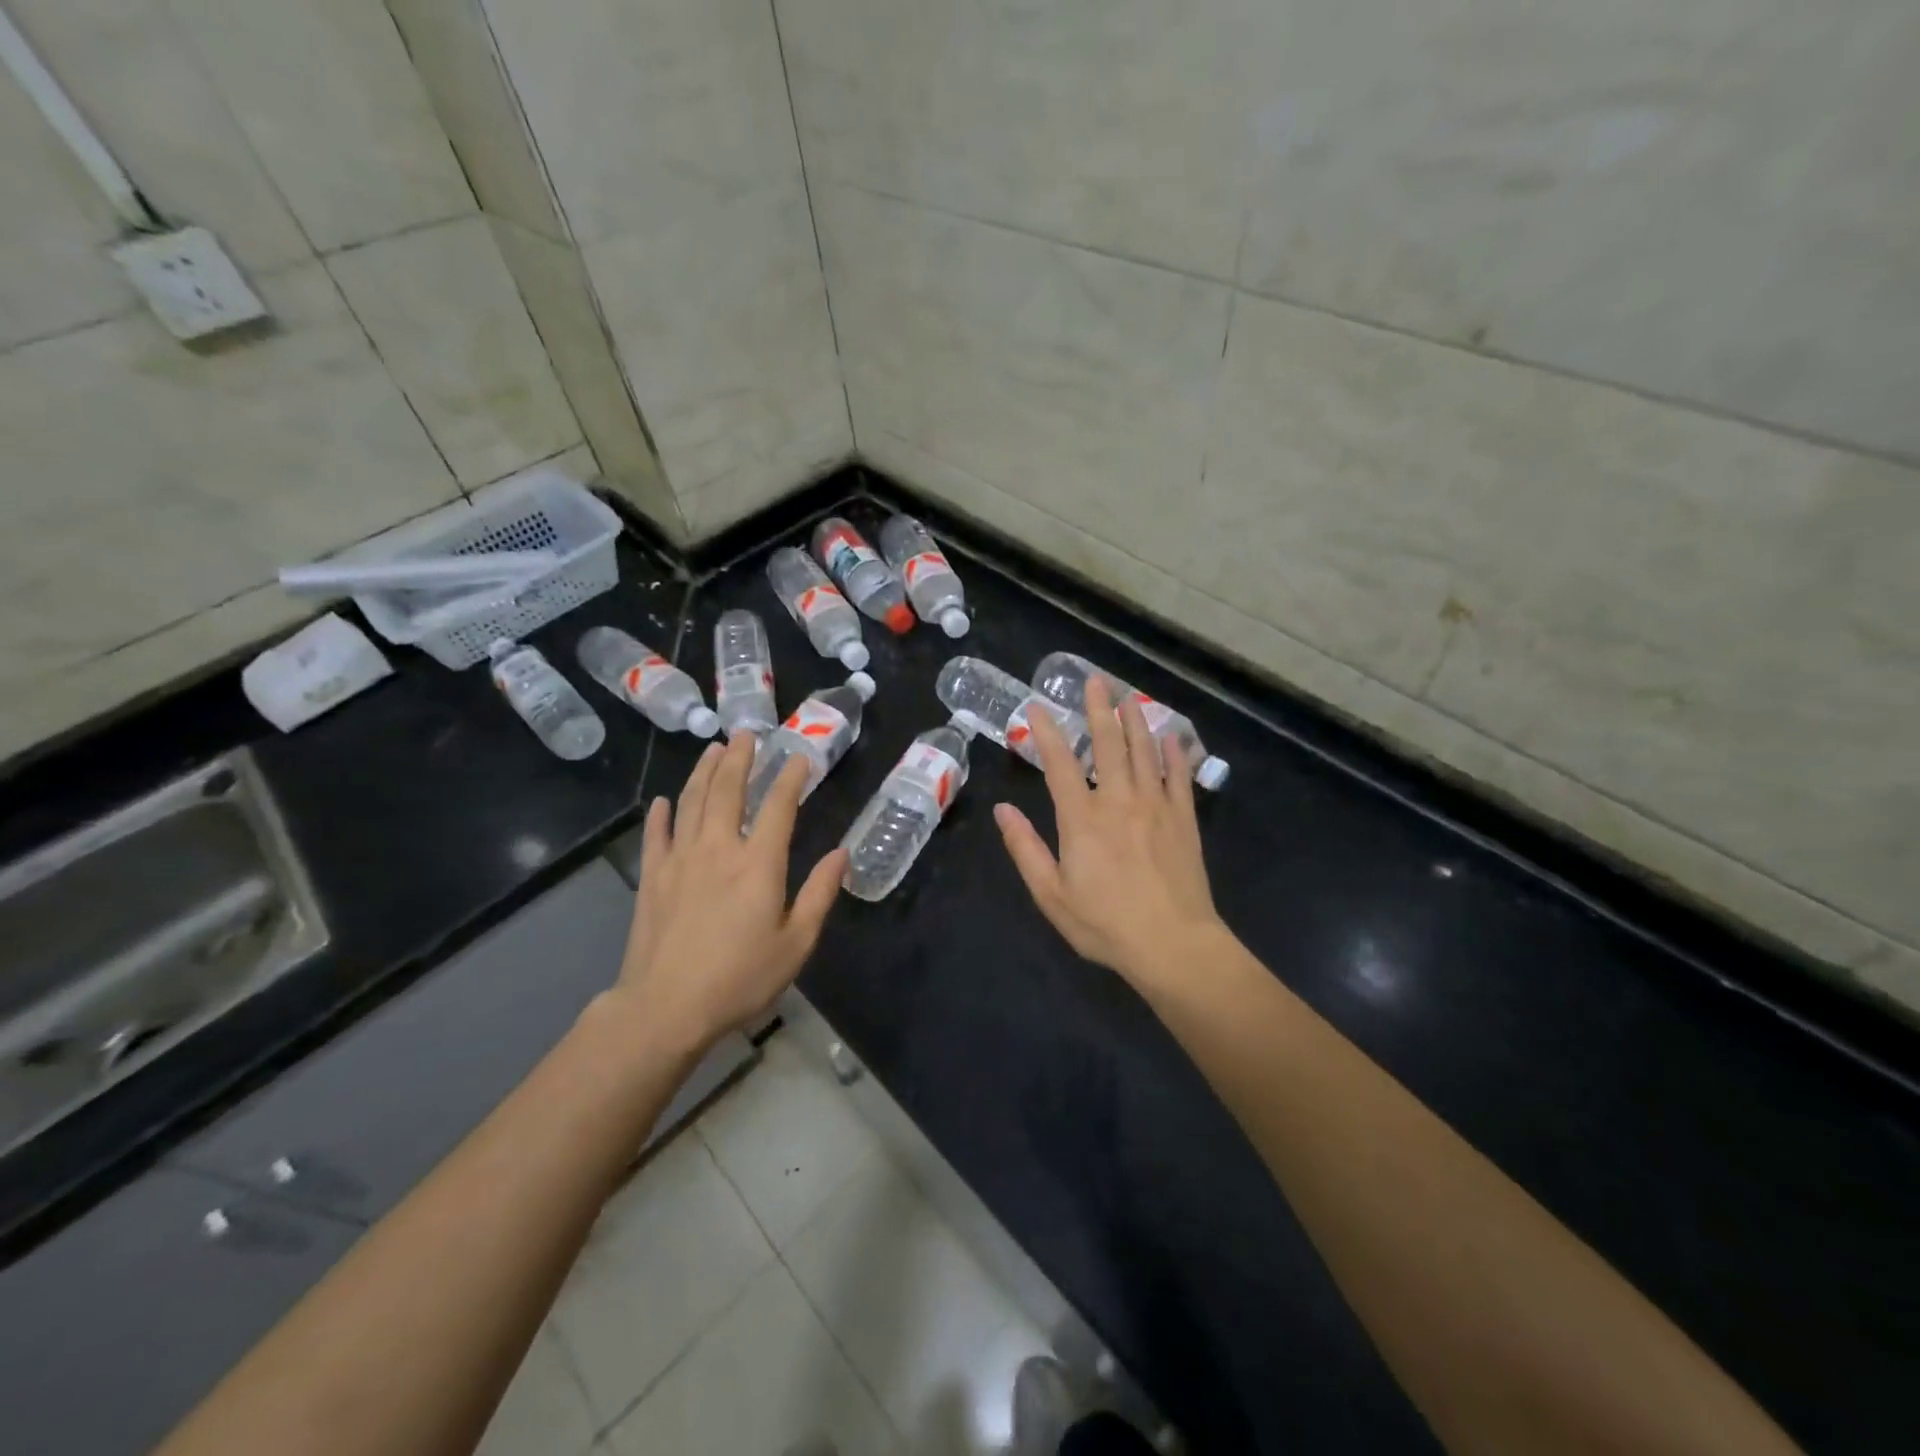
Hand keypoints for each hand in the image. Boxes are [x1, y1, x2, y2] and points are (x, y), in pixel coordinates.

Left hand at [613, 735, 846, 1052]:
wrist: (666, 1007)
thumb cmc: (740, 978)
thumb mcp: (795, 943)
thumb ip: (819, 894)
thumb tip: (841, 853)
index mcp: (758, 863)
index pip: (778, 807)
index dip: (791, 778)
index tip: (800, 757)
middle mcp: (718, 849)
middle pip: (728, 791)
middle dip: (739, 759)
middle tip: (745, 734)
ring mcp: (680, 860)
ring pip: (691, 803)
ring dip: (703, 772)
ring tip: (713, 750)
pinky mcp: (652, 878)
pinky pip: (656, 835)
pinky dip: (660, 814)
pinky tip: (663, 800)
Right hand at [994, 677, 1224, 989]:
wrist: (1173, 944)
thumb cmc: (1105, 924)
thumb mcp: (1052, 895)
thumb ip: (1026, 849)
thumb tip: (1003, 811)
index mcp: (1082, 819)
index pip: (1060, 765)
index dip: (1046, 733)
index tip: (1036, 707)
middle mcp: (1119, 801)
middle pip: (1108, 745)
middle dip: (1099, 710)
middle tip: (1095, 681)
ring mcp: (1156, 806)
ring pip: (1145, 752)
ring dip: (1135, 721)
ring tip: (1129, 698)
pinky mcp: (1184, 819)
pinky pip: (1179, 776)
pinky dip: (1175, 753)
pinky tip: (1172, 736)